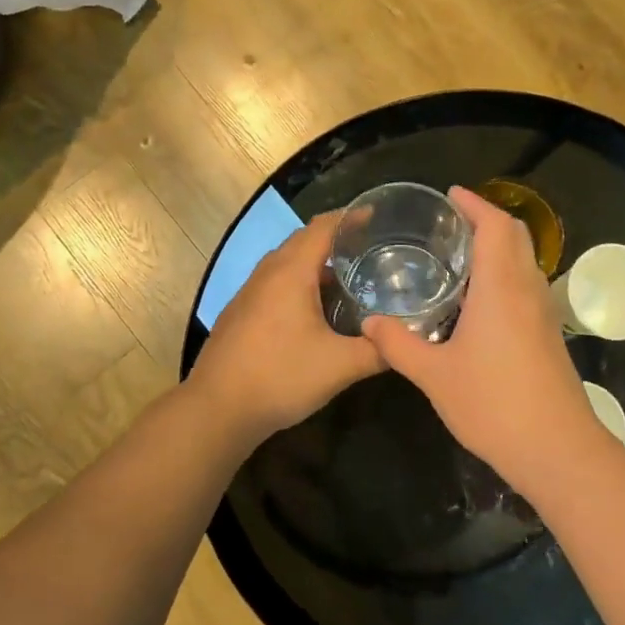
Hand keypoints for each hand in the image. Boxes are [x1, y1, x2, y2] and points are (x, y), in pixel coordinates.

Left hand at [188, 212, 382, 443]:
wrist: (217, 409)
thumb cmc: (280, 377)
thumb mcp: (341, 366)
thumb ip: (378, 350)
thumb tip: (406, 341)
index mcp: (291, 273)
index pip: (322, 227)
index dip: (350, 217)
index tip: (377, 216)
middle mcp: (267, 274)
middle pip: (303, 241)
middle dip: (336, 239)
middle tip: (371, 248)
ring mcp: (249, 293)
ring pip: (286, 264)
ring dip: (316, 264)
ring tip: (349, 277)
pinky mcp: (240, 314)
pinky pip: (275, 284)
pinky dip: (299, 283)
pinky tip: (315, 310)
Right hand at [361, 186, 608, 489]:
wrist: (557, 448)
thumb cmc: (493, 404)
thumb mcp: (433, 375)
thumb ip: (398, 344)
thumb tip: (369, 322)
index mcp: (501, 287)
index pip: (494, 226)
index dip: (474, 204)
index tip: (450, 194)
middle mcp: (527, 290)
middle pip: (515, 236)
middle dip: (487, 219)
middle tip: (450, 223)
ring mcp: (543, 313)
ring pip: (524, 261)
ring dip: (498, 247)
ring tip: (459, 256)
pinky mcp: (548, 335)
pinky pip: (526, 286)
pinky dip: (504, 274)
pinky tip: (477, 301)